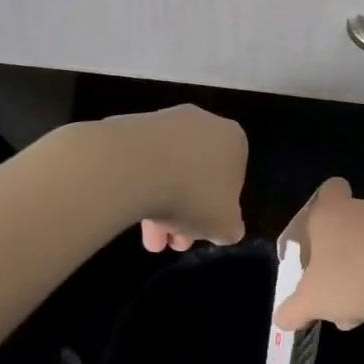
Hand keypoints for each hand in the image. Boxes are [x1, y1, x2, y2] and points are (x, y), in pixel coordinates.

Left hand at [96, 104, 247, 251]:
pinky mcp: (130, 125)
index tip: (203, 231)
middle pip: (197, 176)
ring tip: (149, 239)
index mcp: (233, 139)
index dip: (218, 210)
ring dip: (162, 206)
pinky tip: (130, 213)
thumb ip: (230, 227)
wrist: (131, 166)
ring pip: (169, 170)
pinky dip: (139, 186)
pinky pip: (142, 161)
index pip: (232, 179)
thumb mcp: (225, 225)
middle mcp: (202, 122)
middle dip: (187, 213)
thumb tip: (224, 227)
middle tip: (173, 242)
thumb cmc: (192, 195)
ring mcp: (164, 121)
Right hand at [274, 178, 363, 330]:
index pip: (329, 189)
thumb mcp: (308, 301)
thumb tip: (282, 319)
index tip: (312, 238)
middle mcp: (358, 211)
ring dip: (352, 273)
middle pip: (342, 225)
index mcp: (328, 212)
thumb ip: (290, 310)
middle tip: (324, 281)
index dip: (319, 208)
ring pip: (361, 248)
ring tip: (347, 309)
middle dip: (332, 254)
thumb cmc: (345, 281)